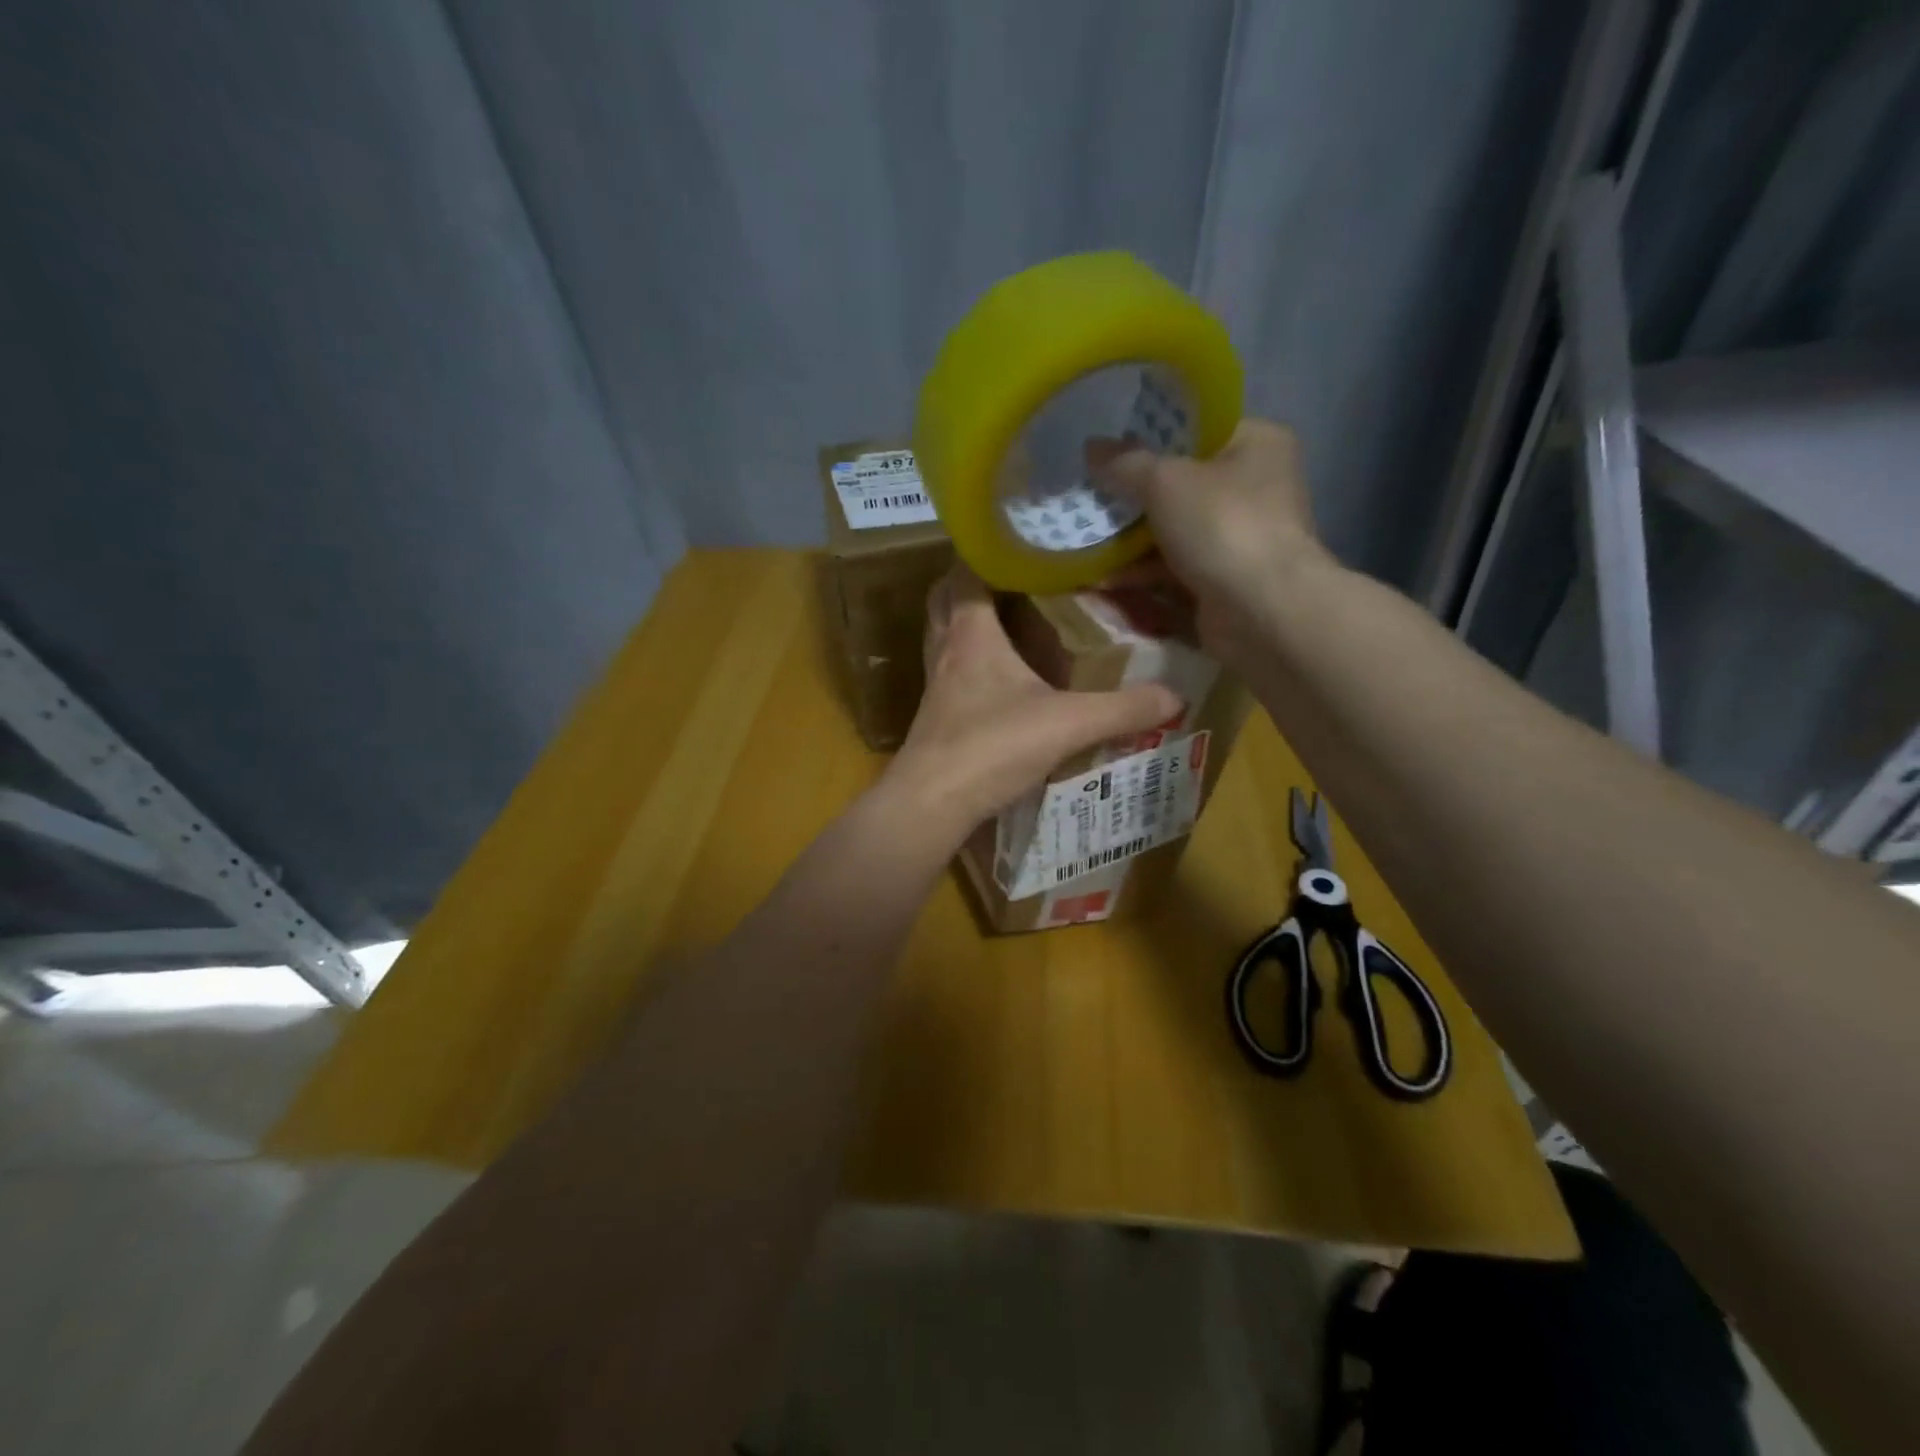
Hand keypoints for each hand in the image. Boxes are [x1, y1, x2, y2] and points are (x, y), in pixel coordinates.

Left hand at [883, 565, 1179, 836]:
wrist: (931, 803)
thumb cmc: (992, 747)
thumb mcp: (1068, 724)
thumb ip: (1122, 708)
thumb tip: (1175, 696)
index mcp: (971, 634)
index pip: (967, 572)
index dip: (985, 550)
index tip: (1018, 539)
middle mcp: (946, 651)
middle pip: (945, 600)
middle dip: (971, 583)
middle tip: (1012, 579)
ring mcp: (935, 686)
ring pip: (943, 637)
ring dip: (966, 624)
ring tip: (1006, 622)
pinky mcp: (934, 718)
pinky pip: (949, 674)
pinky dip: (967, 665)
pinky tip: (996, 683)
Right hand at [1094, 419, 1328, 667]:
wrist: (1262, 610)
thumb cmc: (1222, 525)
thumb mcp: (1165, 481)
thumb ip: (1125, 463)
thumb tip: (1092, 448)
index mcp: (1256, 444)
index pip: (1199, 429)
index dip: (1152, 436)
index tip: (1111, 449)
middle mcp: (1254, 486)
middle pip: (1181, 483)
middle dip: (1134, 495)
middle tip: (1092, 495)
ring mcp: (1240, 536)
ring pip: (1174, 529)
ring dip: (1131, 537)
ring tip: (1086, 537)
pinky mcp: (1224, 579)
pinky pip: (1174, 567)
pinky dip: (1143, 572)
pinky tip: (1103, 577)